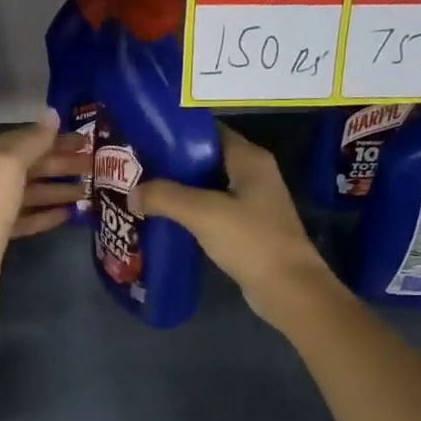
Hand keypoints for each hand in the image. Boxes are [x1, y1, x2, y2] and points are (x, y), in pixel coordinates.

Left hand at [0, 112, 88, 269]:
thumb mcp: (9, 162)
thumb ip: (34, 139)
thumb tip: (52, 113)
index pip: (20, 140)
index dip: (53, 139)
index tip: (83, 142)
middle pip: (26, 167)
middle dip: (60, 166)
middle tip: (93, 165)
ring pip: (28, 194)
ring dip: (58, 191)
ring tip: (88, 191)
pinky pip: (25, 218)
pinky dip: (46, 214)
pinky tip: (69, 214)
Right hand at [139, 125, 342, 329]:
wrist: (288, 289)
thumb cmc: (251, 240)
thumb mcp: (203, 212)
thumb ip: (165, 196)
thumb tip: (132, 193)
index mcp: (249, 158)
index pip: (208, 131)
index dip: (177, 132)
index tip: (144, 138)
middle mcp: (253, 173)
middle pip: (206, 158)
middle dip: (172, 163)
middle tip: (136, 167)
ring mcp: (252, 202)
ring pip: (208, 186)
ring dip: (179, 189)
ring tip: (142, 191)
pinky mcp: (248, 228)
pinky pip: (212, 210)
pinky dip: (190, 212)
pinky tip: (164, 219)